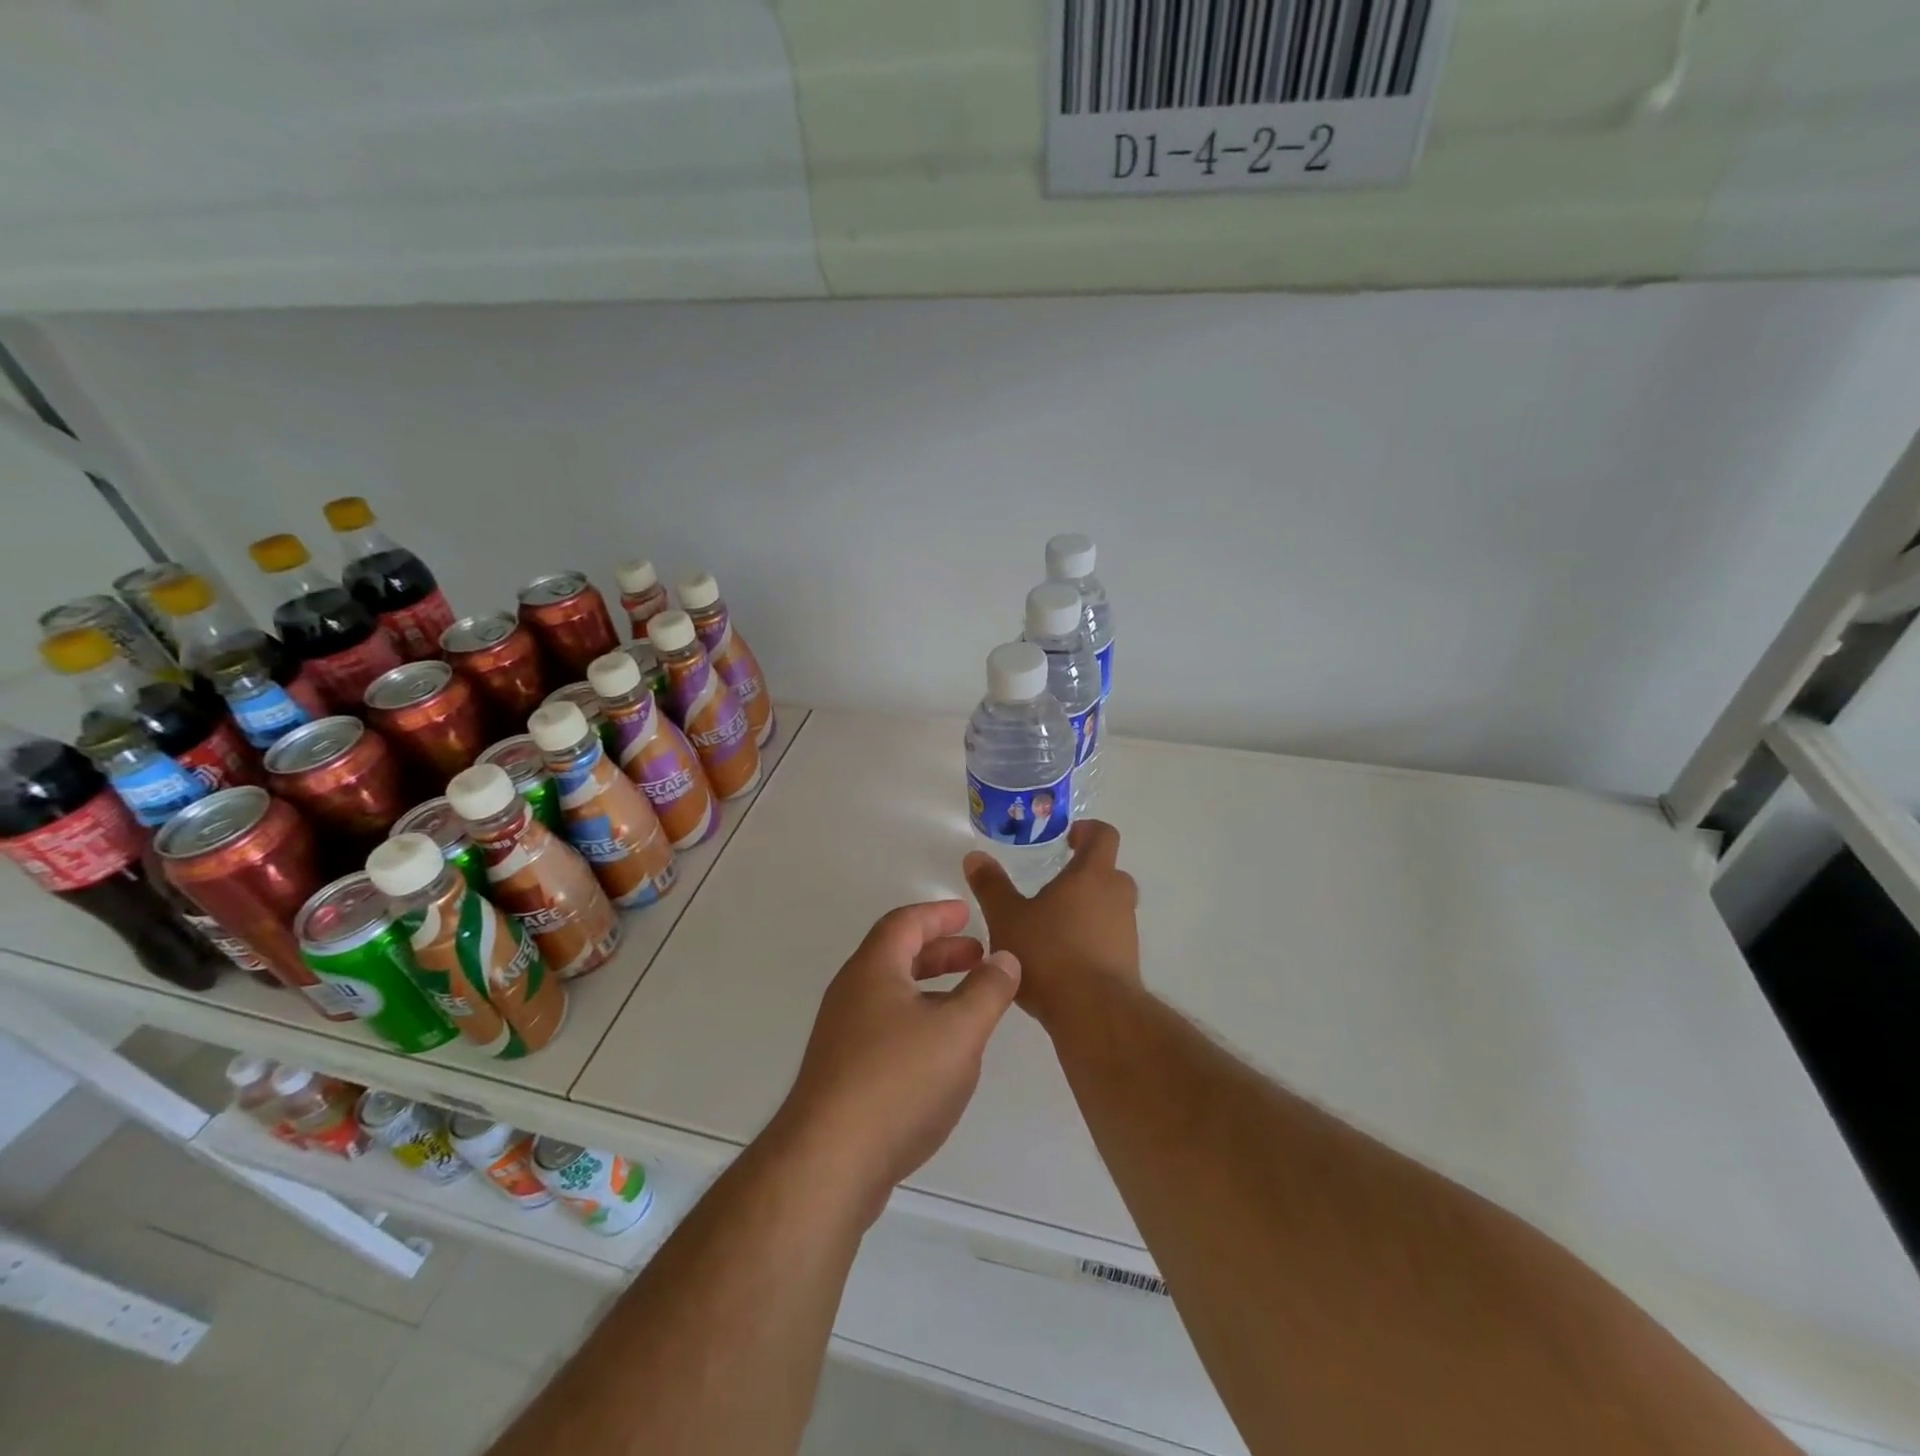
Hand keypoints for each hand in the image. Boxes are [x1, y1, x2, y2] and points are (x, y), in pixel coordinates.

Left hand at [775, 900, 1020, 1220]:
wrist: (829, 1162)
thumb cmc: (898, 1081)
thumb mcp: (959, 1030)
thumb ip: (988, 990)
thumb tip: (1005, 957)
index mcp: (873, 970)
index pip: (905, 923)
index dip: (939, 914)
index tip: (968, 913)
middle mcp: (851, 994)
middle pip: (896, 956)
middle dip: (939, 952)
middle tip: (977, 955)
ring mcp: (842, 1035)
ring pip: (892, 995)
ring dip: (931, 988)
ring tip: (968, 1002)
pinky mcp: (842, 1073)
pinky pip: (886, 1027)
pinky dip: (918, 1020)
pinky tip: (941, 1053)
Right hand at [963, 820, 1139, 1028]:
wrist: (1094, 1013)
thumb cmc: (1049, 953)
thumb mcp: (1007, 917)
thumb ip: (991, 886)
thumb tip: (975, 857)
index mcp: (1092, 875)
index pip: (1103, 835)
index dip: (1087, 831)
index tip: (1068, 838)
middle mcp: (1117, 896)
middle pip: (1108, 872)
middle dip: (1084, 874)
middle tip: (1054, 884)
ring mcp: (1127, 930)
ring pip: (1110, 906)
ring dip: (1088, 909)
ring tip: (1052, 926)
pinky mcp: (1128, 961)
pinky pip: (1110, 937)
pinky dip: (1092, 939)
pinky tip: (1063, 959)